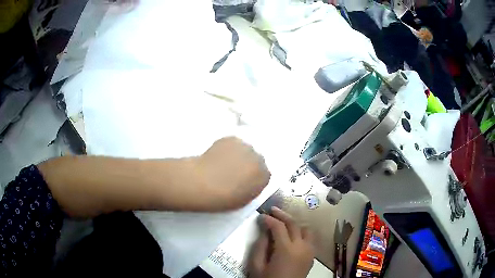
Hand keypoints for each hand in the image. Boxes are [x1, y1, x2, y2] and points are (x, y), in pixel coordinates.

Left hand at [194, 137, 270, 209]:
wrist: (204, 184)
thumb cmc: (223, 198)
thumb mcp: (244, 200)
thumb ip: (252, 188)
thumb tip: (249, 181)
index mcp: (264, 176)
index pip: (263, 174)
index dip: (252, 177)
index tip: (243, 180)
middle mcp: (259, 159)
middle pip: (256, 159)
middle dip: (247, 164)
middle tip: (233, 171)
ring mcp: (246, 146)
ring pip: (244, 149)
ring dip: (238, 155)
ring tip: (223, 162)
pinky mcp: (232, 139)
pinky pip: (232, 143)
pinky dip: (227, 148)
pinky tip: (217, 156)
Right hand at [249, 207, 314, 277]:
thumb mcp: (257, 266)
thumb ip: (260, 246)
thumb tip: (264, 230)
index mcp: (286, 250)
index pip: (279, 227)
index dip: (269, 219)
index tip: (261, 215)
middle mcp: (301, 247)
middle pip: (294, 224)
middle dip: (282, 215)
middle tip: (272, 210)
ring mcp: (309, 251)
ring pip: (306, 229)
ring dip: (294, 223)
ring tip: (283, 222)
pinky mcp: (312, 256)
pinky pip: (309, 239)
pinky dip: (301, 233)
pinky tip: (292, 236)